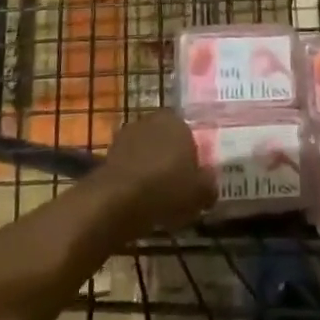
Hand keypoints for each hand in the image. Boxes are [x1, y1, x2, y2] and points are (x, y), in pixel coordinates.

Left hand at [96, 110, 215, 234]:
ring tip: (156, 195)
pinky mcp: (109, 152)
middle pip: (166, 139)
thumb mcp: (200, 193)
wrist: (117, 200)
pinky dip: (134, 176)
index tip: (193, 175)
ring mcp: (128, 134)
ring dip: (150, 166)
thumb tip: (210, 184)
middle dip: (170, 157)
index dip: (192, 154)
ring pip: (146, 150)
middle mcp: (152, 119)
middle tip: (176, 184)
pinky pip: (129, 164)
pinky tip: (138, 198)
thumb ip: (209, 185)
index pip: (189, 132)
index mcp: (178, 120)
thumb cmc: (166, 189)